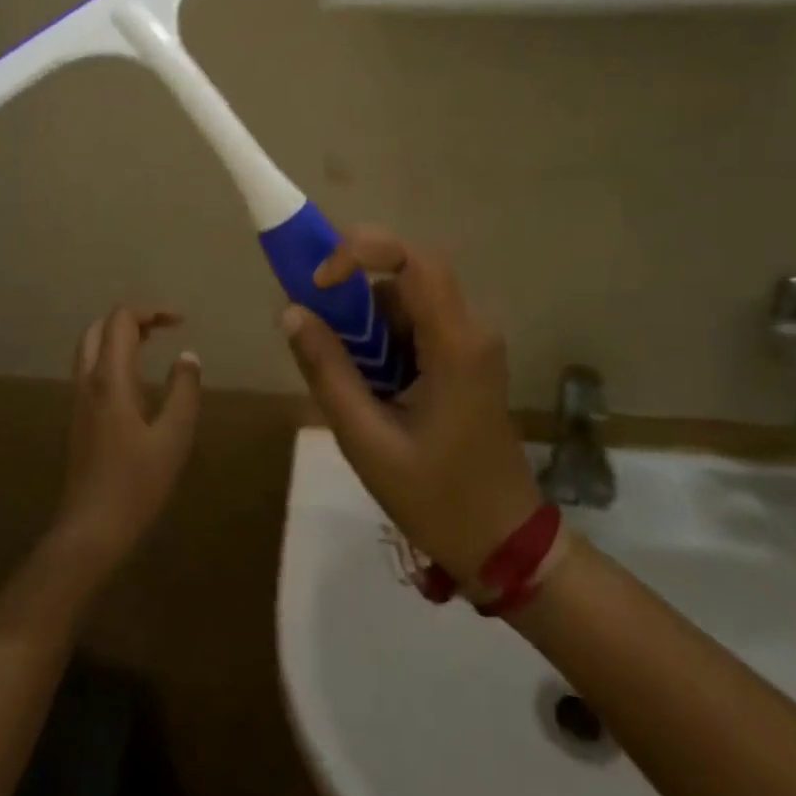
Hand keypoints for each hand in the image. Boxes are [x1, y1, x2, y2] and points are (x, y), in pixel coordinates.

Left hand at [51, 307, 202, 578]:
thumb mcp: (174, 436)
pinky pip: (90, 371)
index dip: (150, 312)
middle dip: (129, 320)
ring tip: (151, 347)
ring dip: (117, 338)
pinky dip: (111, 358)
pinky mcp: (78, 419)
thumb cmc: (136, 483)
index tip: (179, 323)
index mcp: (110, 379)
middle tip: (161, 330)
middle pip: (97, 328)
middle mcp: (88, 382)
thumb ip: (184, 390)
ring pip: (90, 349)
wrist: (91, 530)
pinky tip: (136, 382)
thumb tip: (187, 356)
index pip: (120, 321)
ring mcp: (78, 401)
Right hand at [280, 228, 542, 581]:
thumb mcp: (367, 440)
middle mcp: (471, 329)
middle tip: (319, 333)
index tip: (318, 285)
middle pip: (406, 276)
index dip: (359, 252)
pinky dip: (383, 342)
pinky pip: (415, 325)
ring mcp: (472, 342)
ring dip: (367, 325)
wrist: (503, 543)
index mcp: (456, 343)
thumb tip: (292, 312)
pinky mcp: (465, 357)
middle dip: (355, 296)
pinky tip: (372, 389)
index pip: (412, 259)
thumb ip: (328, 372)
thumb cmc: (437, 498)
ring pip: (406, 301)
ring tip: (350, 381)